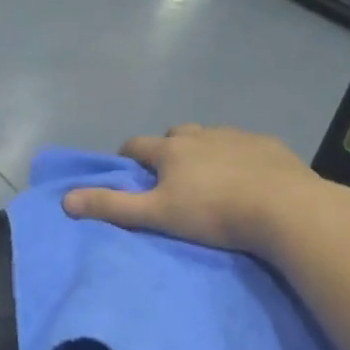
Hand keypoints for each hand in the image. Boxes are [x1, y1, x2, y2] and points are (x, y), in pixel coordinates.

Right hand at [62, 125, 319, 254]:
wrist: (284, 208)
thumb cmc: (213, 213)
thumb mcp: (157, 215)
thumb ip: (112, 207)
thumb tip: (66, 200)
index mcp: (172, 149)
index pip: (137, 146)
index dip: (127, 158)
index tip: (129, 174)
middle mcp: (202, 134)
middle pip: (175, 135)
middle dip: (168, 152)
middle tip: (171, 180)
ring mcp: (237, 136)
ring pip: (211, 139)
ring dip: (203, 153)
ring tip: (210, 181)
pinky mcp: (269, 145)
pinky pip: (245, 146)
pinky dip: (238, 157)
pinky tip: (247, 179)